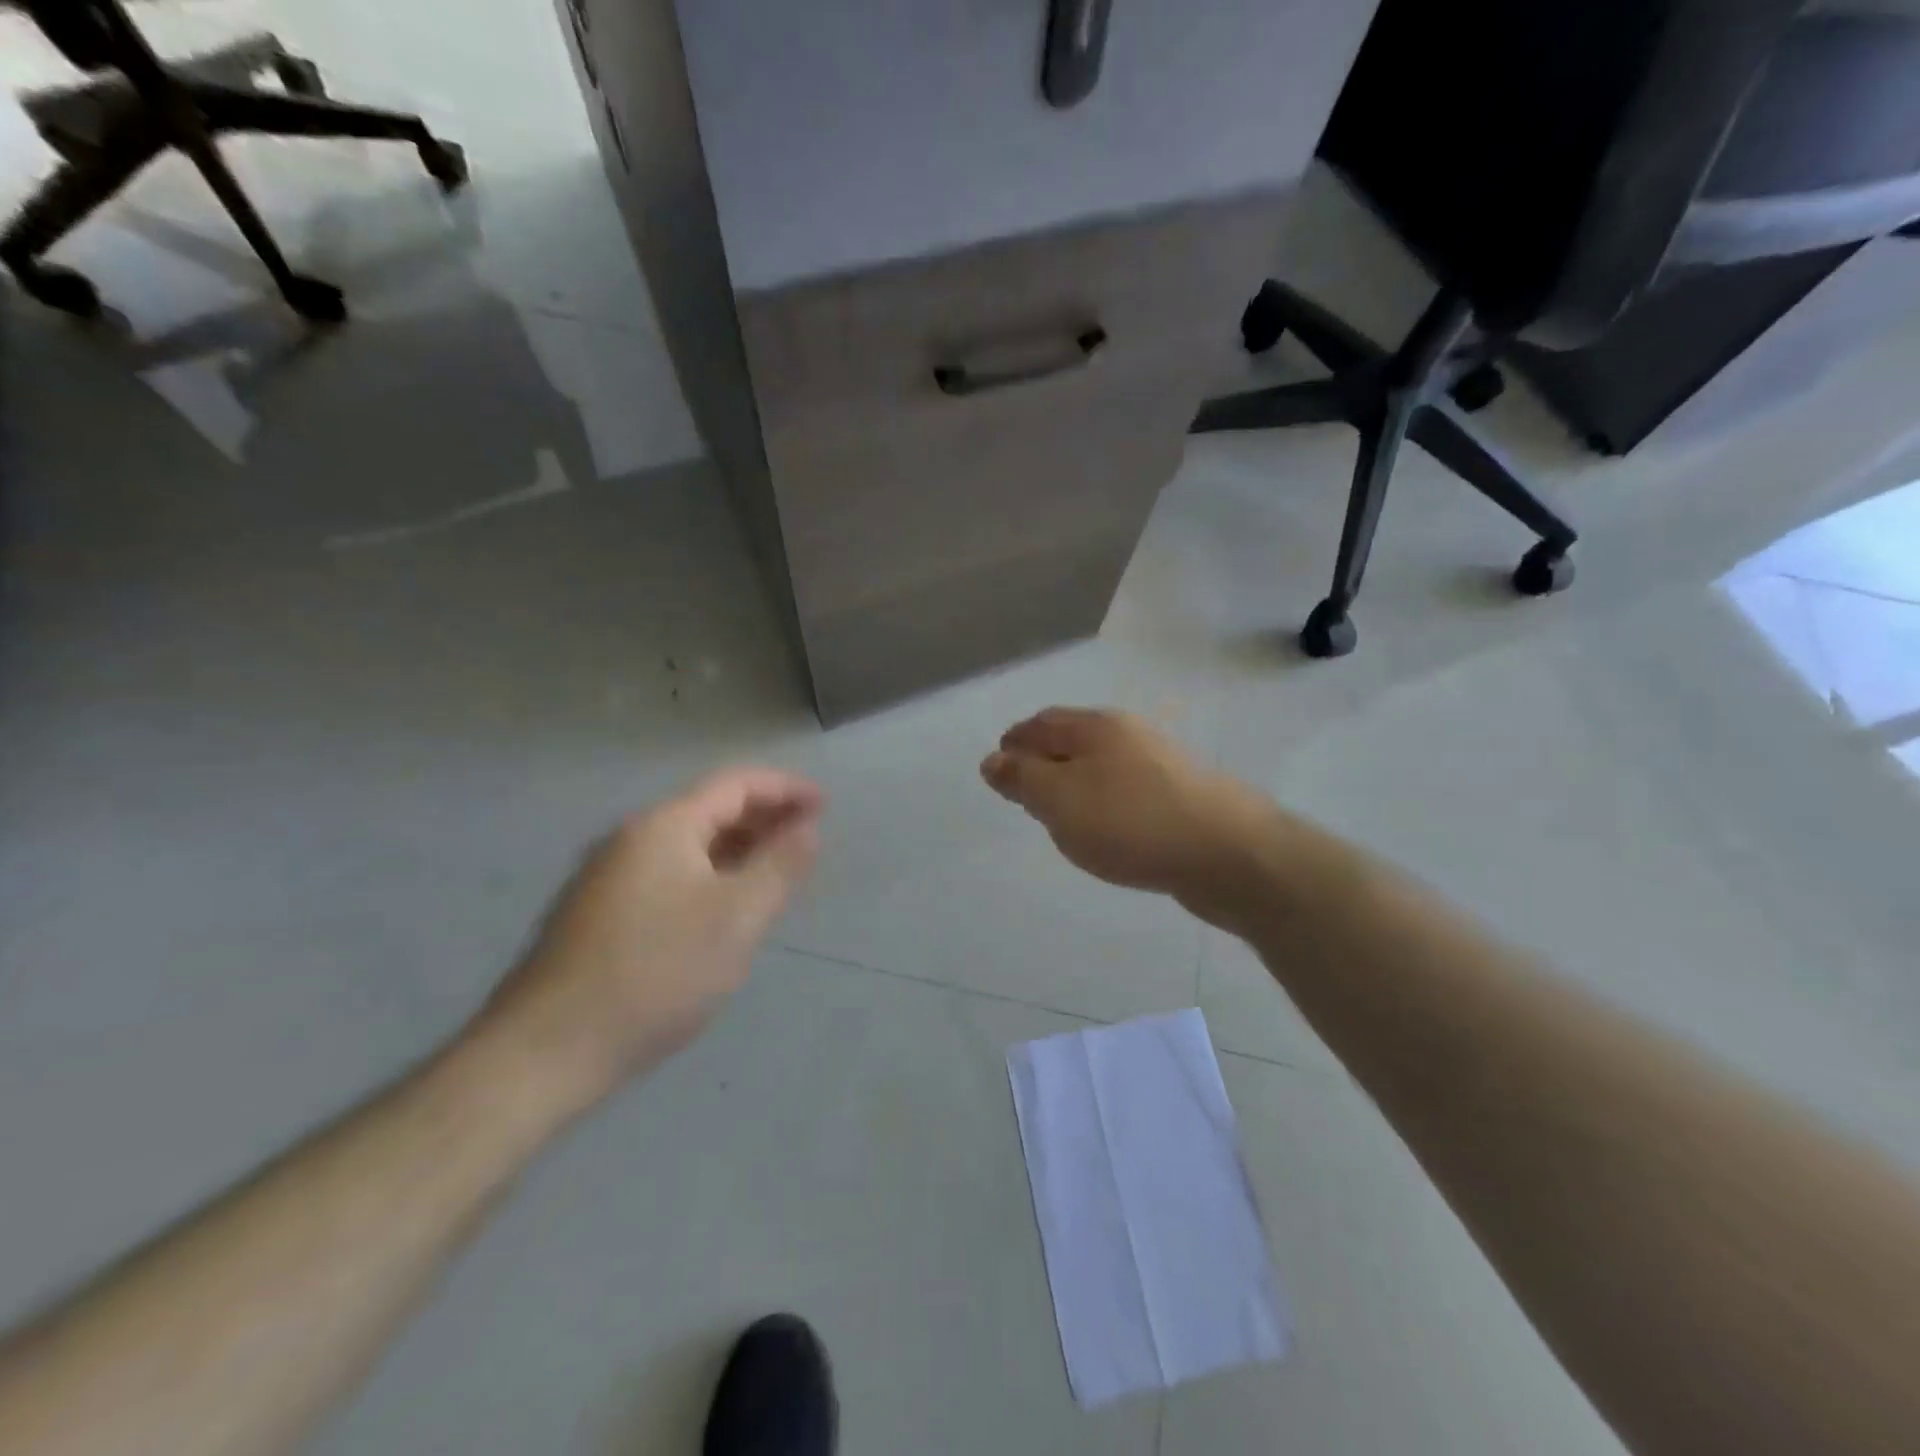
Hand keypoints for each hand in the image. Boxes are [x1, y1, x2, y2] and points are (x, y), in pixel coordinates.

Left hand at [472, 769, 822, 1113]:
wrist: (546, 1050)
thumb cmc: (655, 973)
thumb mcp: (736, 918)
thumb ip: (779, 866)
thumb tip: (807, 828)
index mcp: (664, 827)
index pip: (736, 784)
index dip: (785, 789)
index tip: (825, 805)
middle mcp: (632, 838)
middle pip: (710, 809)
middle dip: (764, 817)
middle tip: (808, 837)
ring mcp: (609, 876)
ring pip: (688, 845)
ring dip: (737, 847)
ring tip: (775, 870)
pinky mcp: (598, 913)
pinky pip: (669, 874)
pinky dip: (709, 874)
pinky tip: (724, 906)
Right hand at [981, 708, 1270, 922]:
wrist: (1228, 852)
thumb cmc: (1130, 822)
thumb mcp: (1060, 800)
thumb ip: (1022, 779)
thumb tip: (992, 759)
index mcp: (1095, 726)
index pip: (1040, 724)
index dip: (1014, 744)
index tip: (999, 770)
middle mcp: (1129, 734)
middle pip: (1073, 739)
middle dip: (1044, 759)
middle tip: (1025, 791)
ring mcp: (1161, 763)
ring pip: (1102, 765)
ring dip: (1076, 782)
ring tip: (1061, 813)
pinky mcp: (1182, 796)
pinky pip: (1127, 791)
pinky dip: (1105, 802)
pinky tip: (1108, 828)